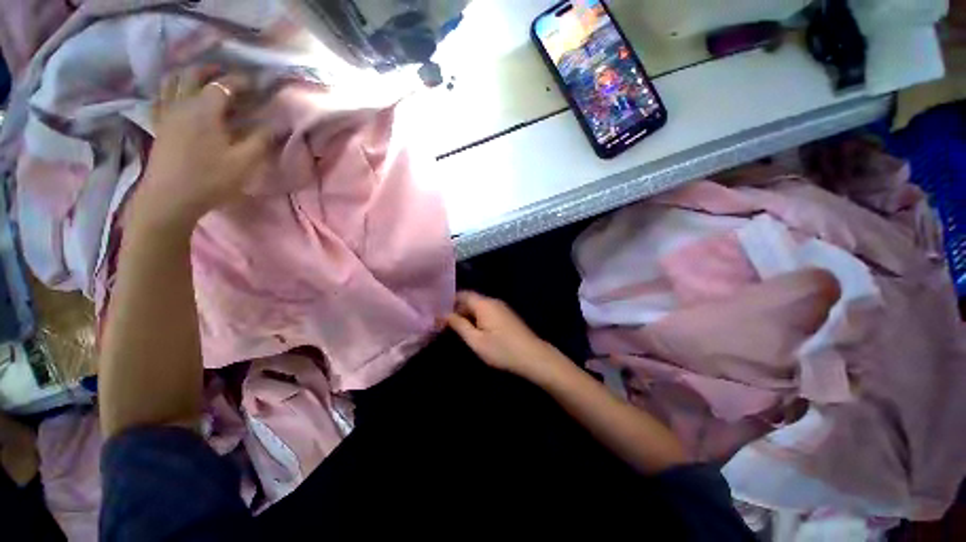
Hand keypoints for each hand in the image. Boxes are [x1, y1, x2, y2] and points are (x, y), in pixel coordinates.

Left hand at [132, 68, 272, 232]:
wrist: (170, 198)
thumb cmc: (210, 179)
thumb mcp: (244, 162)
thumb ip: (262, 139)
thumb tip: (277, 123)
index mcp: (205, 110)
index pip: (224, 85)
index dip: (241, 81)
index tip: (256, 84)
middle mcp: (182, 104)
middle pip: (192, 74)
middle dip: (212, 70)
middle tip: (228, 74)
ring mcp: (166, 114)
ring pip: (172, 81)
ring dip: (188, 75)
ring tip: (203, 79)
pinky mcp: (159, 126)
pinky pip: (160, 97)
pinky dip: (171, 89)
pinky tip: (179, 95)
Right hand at [445, 291, 562, 379]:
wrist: (532, 356)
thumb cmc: (502, 349)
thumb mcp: (476, 340)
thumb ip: (459, 325)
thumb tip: (443, 315)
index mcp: (484, 304)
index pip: (462, 294)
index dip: (449, 301)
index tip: (437, 312)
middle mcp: (492, 301)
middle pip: (470, 300)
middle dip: (456, 309)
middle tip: (443, 322)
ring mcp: (501, 307)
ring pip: (478, 306)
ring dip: (466, 314)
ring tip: (454, 327)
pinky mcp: (506, 315)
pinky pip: (486, 311)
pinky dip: (476, 317)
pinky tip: (471, 329)